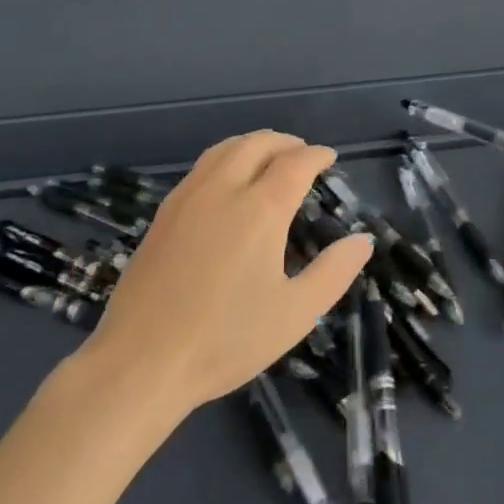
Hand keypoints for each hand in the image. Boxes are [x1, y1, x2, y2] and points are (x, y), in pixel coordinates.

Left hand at [79, 130, 372, 415]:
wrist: (141, 361)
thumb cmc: (226, 340)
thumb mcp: (295, 314)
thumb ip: (333, 272)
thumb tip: (362, 240)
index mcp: (261, 209)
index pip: (296, 163)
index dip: (316, 155)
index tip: (329, 157)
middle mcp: (224, 188)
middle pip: (258, 144)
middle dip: (286, 142)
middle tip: (303, 153)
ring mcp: (188, 197)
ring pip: (225, 148)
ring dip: (253, 143)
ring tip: (268, 156)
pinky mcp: (164, 212)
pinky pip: (202, 166)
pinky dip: (226, 157)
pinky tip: (227, 181)